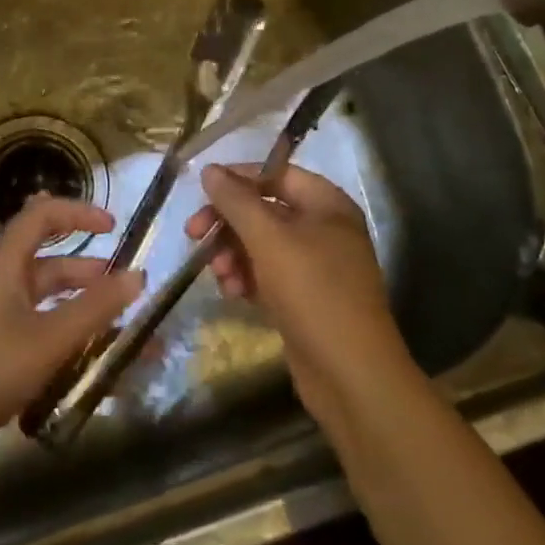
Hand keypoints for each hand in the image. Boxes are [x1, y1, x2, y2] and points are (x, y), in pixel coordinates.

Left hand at [0, 195, 144, 494]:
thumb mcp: (46, 340)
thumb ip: (95, 309)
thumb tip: (139, 275)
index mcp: (2, 266)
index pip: (40, 216)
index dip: (78, 213)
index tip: (114, 227)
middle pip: (47, 264)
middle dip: (89, 272)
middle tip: (127, 291)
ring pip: (44, 306)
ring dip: (81, 314)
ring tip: (121, 333)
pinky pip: (36, 339)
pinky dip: (65, 345)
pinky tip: (90, 370)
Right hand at [183, 163, 415, 427]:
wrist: (351, 374)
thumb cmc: (313, 292)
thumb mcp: (269, 239)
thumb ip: (237, 201)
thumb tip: (210, 170)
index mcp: (327, 204)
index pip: (277, 174)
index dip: (238, 177)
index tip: (201, 189)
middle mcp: (324, 229)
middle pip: (265, 210)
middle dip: (229, 222)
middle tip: (193, 234)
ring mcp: (316, 266)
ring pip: (262, 245)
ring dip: (233, 254)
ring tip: (219, 274)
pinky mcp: (305, 299)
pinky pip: (268, 275)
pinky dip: (247, 278)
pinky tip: (232, 293)